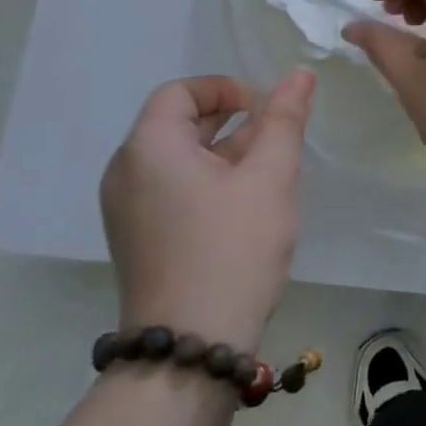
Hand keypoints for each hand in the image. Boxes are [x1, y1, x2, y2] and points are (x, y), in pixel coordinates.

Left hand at [99, 71, 314, 351]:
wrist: (190, 351)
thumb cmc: (232, 249)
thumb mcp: (269, 177)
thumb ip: (284, 119)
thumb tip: (299, 74)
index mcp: (148, 147)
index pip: (182, 91)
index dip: (227, 89)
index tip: (266, 111)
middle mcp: (126, 172)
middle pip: (179, 124)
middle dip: (233, 123)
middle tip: (277, 144)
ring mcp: (127, 210)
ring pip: (180, 160)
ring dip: (225, 155)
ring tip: (270, 177)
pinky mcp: (137, 240)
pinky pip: (172, 190)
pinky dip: (208, 184)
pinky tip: (247, 210)